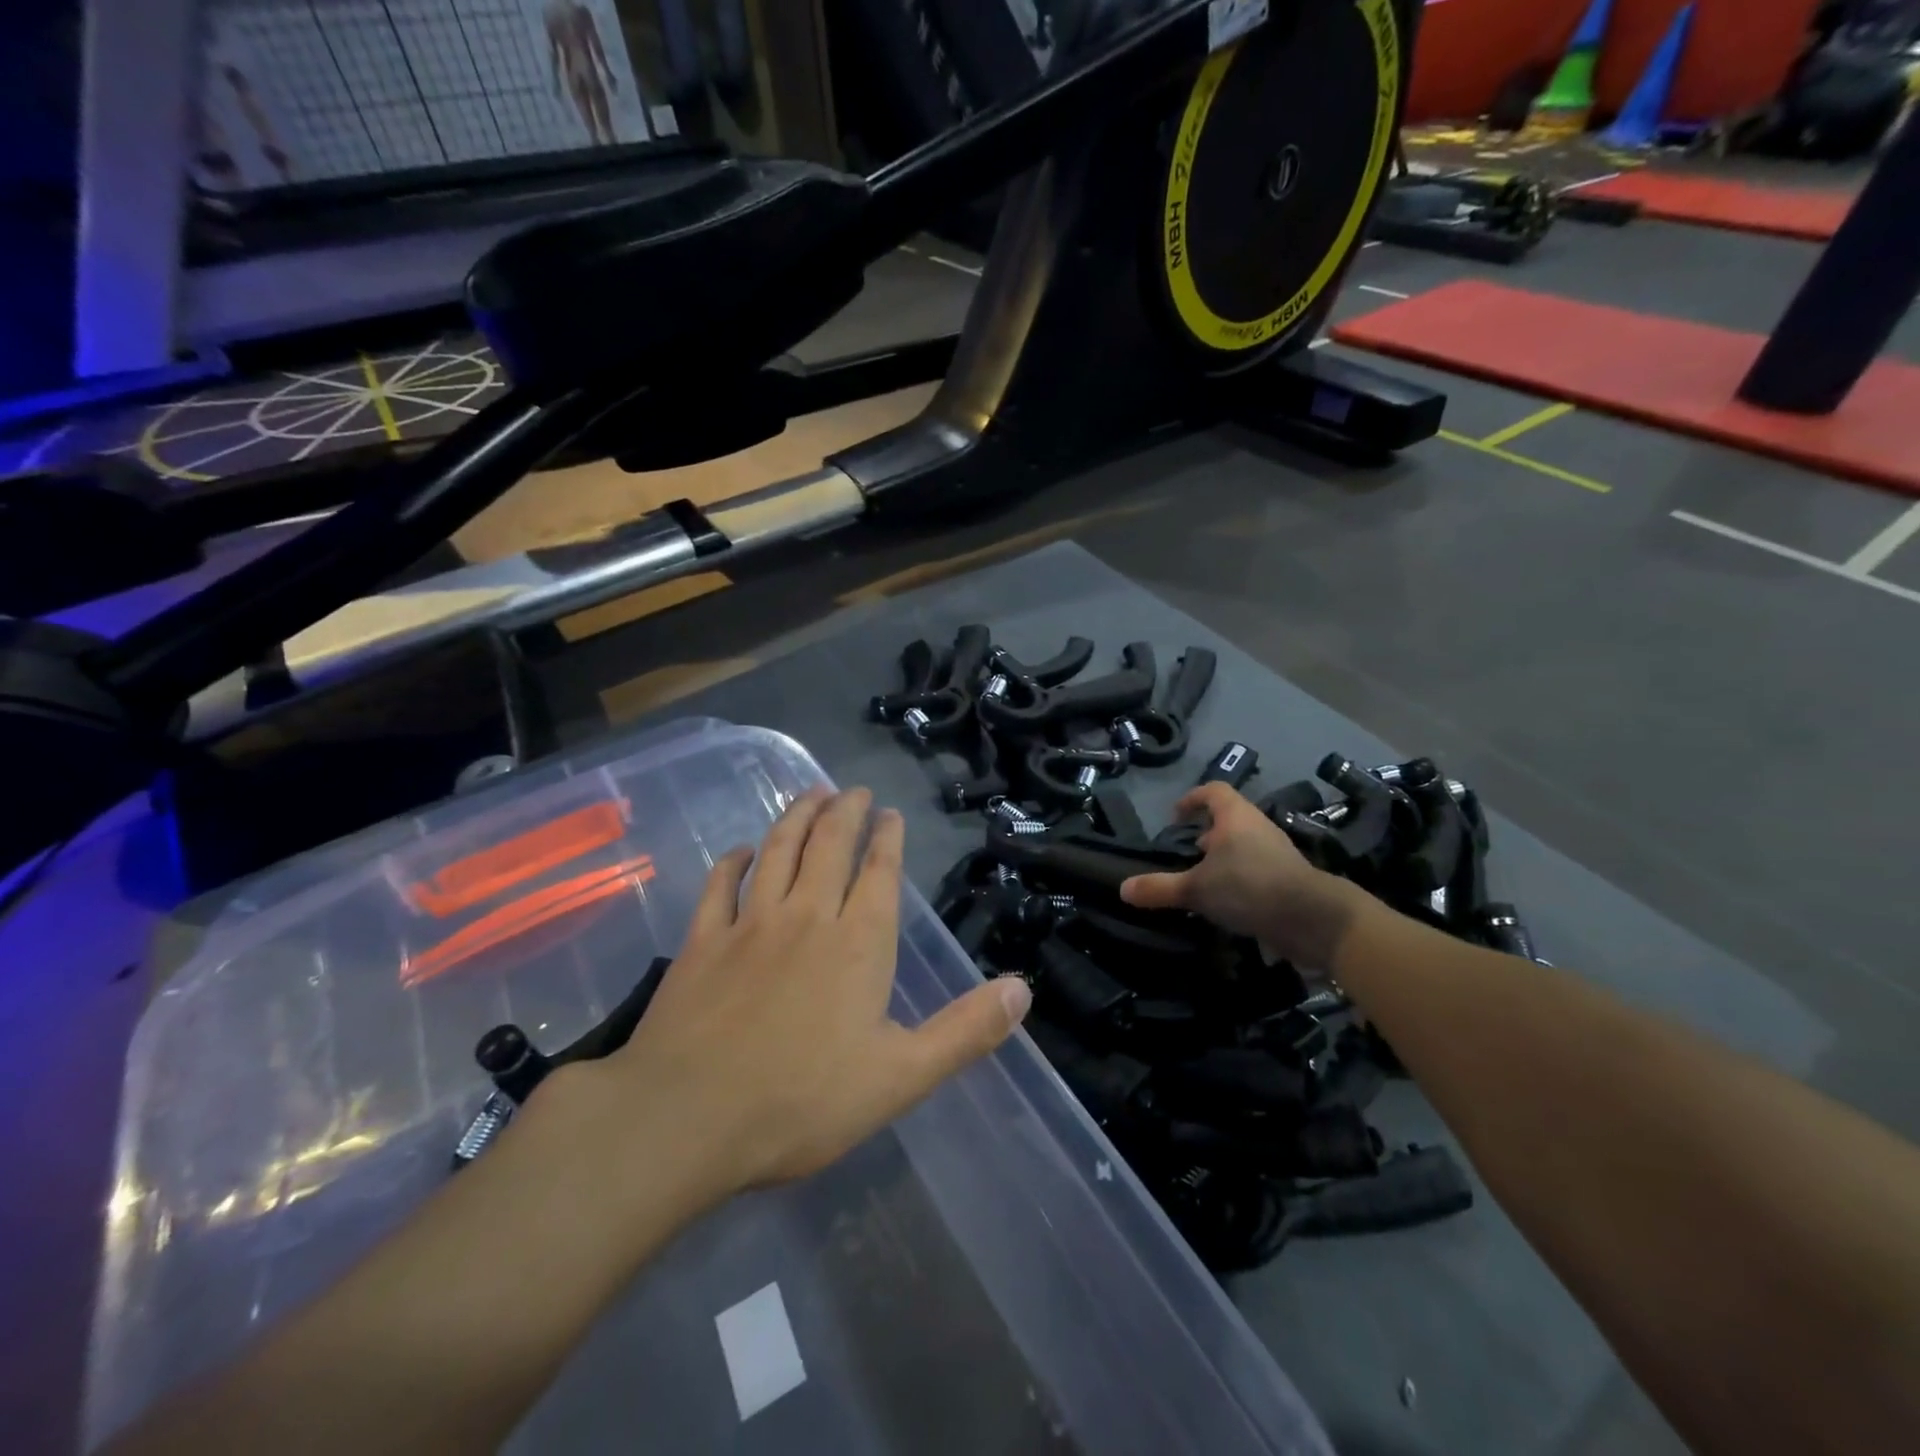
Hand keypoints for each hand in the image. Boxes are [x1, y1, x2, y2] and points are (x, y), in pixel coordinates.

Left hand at [606, 788, 1031, 1198]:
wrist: (686, 1119)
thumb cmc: (801, 1102)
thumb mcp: (900, 1077)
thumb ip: (964, 1032)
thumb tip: (1023, 991)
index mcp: (858, 943)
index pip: (879, 872)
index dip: (887, 838)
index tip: (890, 813)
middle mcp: (806, 916)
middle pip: (829, 845)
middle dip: (845, 811)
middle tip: (853, 790)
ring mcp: (750, 924)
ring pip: (778, 851)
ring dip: (796, 817)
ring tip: (810, 793)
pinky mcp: (702, 941)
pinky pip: (720, 886)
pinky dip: (733, 861)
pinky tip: (741, 849)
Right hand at [1120, 783, 1369, 969]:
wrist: (1312, 918)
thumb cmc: (1249, 887)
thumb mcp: (1196, 889)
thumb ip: (1159, 888)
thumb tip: (1123, 889)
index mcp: (1235, 817)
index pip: (1212, 791)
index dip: (1192, 799)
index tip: (1176, 817)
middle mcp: (1257, 827)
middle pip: (1229, 819)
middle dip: (1206, 832)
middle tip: (1187, 852)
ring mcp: (1277, 852)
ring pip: (1244, 845)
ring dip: (1223, 858)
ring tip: (1204, 879)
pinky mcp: (1288, 878)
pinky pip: (1256, 868)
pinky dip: (1239, 878)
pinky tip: (1227, 902)